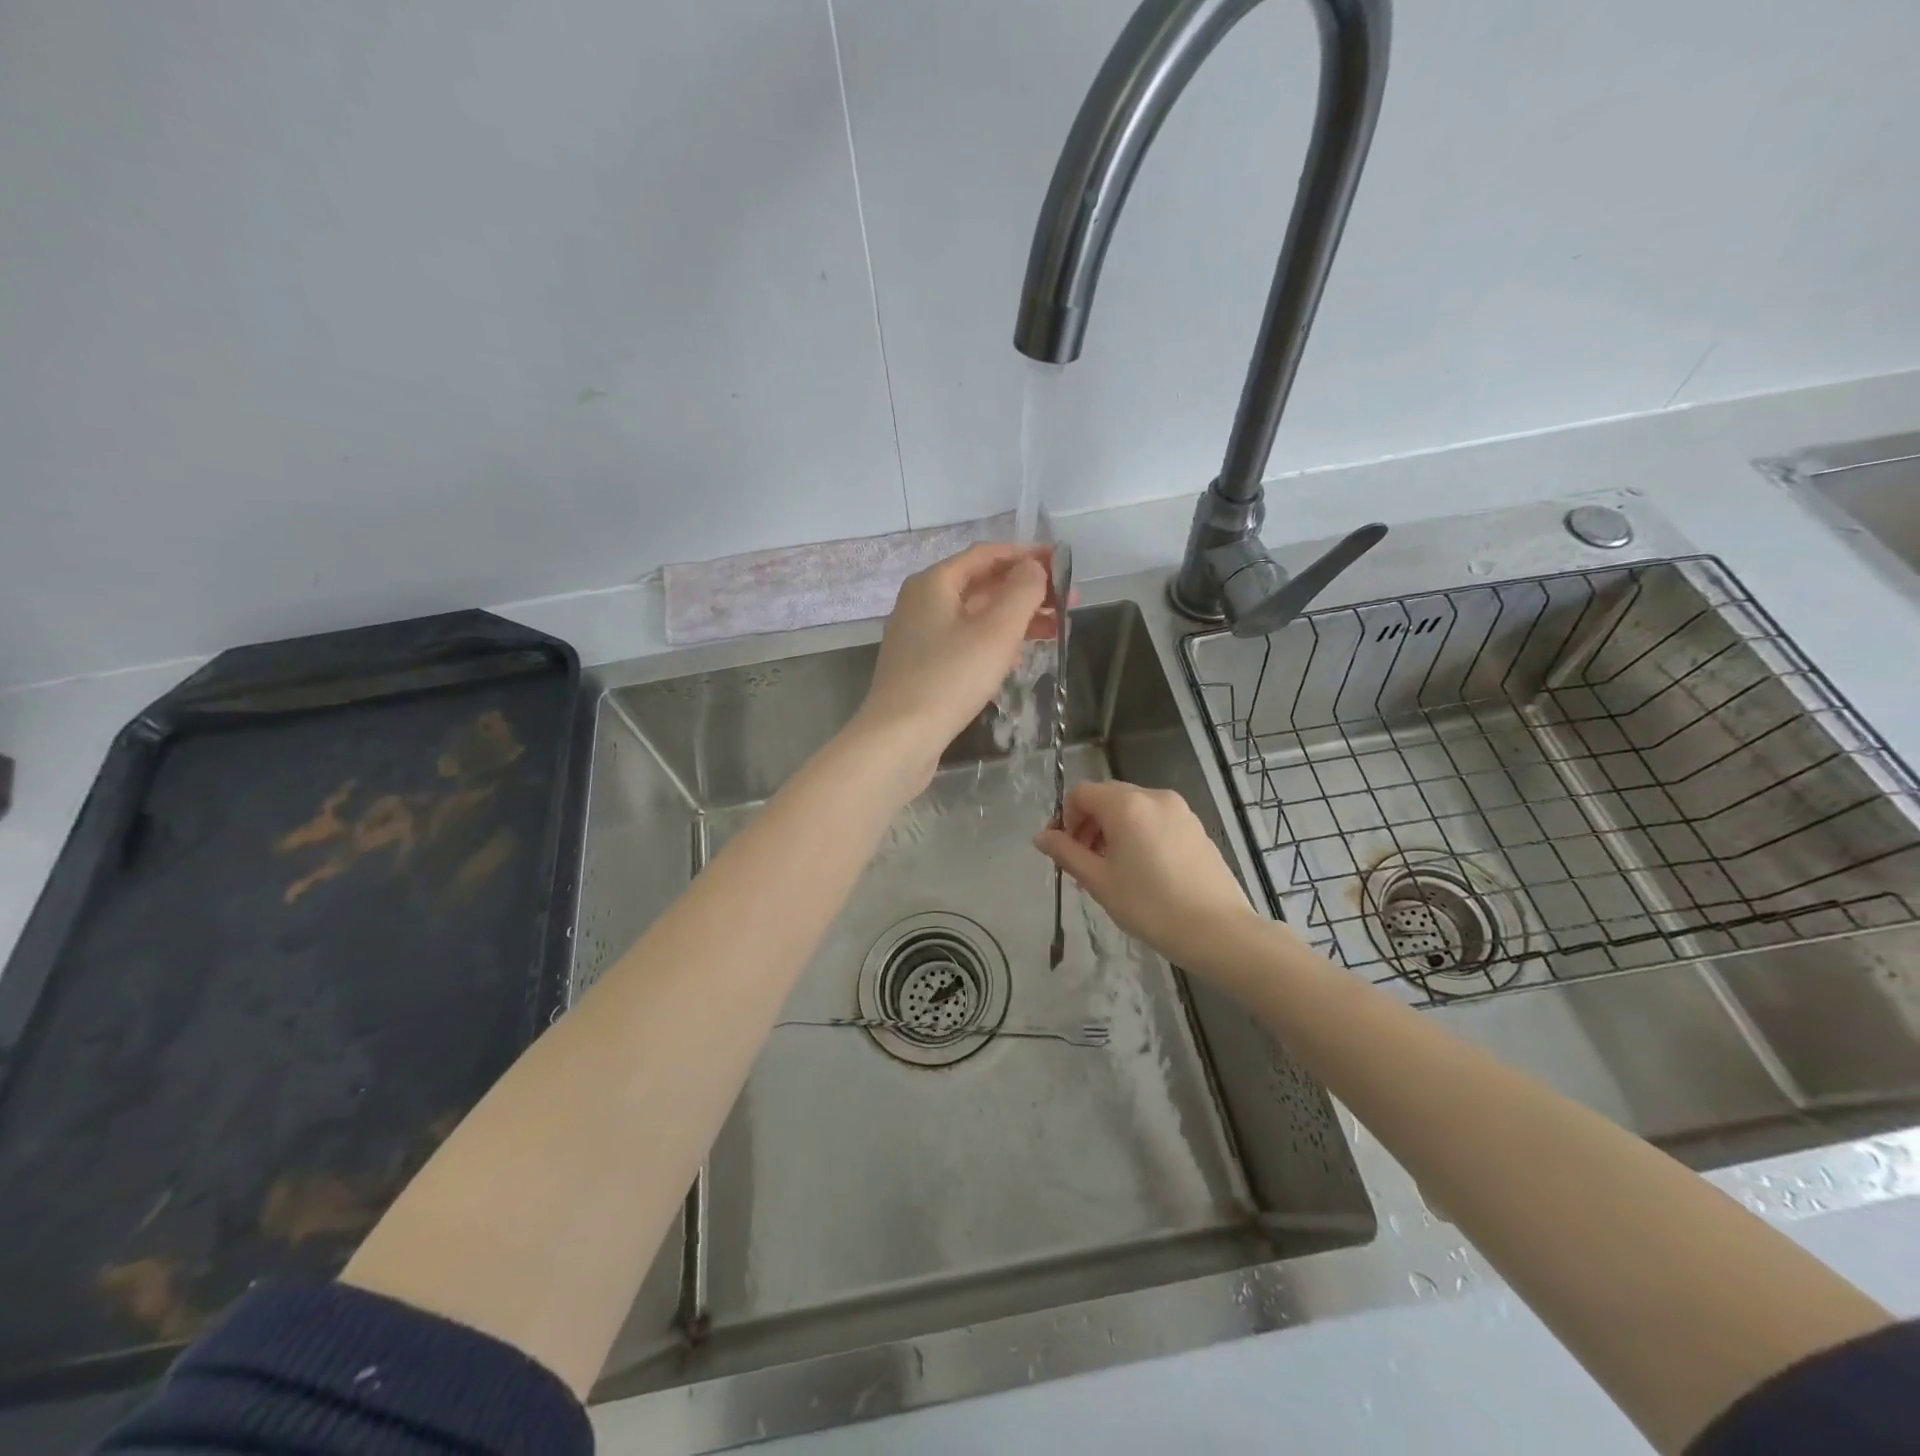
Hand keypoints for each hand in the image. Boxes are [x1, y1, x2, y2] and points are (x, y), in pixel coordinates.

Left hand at [854, 543, 1053, 786]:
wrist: (899, 738)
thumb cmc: (950, 678)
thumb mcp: (996, 630)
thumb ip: (1022, 592)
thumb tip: (1034, 568)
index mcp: (934, 582)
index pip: (987, 554)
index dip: (1028, 555)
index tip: (1064, 565)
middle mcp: (922, 602)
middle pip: (982, 584)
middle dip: (1027, 590)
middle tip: (1068, 602)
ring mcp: (919, 636)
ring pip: (975, 616)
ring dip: (1015, 618)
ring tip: (1055, 629)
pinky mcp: (922, 667)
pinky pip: (965, 642)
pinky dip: (994, 643)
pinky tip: (1018, 658)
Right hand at [1034, 780, 1259, 973]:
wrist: (1218, 931)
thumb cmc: (1151, 906)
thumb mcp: (1099, 881)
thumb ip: (1066, 853)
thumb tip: (1041, 836)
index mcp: (1126, 805)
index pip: (1081, 793)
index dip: (1064, 817)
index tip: (1062, 850)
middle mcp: (1154, 796)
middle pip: (1107, 797)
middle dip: (1087, 824)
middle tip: (1083, 863)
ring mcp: (1180, 810)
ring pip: (1132, 809)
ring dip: (1111, 831)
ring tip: (1110, 870)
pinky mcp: (1196, 828)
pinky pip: (1155, 820)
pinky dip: (1137, 835)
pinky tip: (1141, 871)